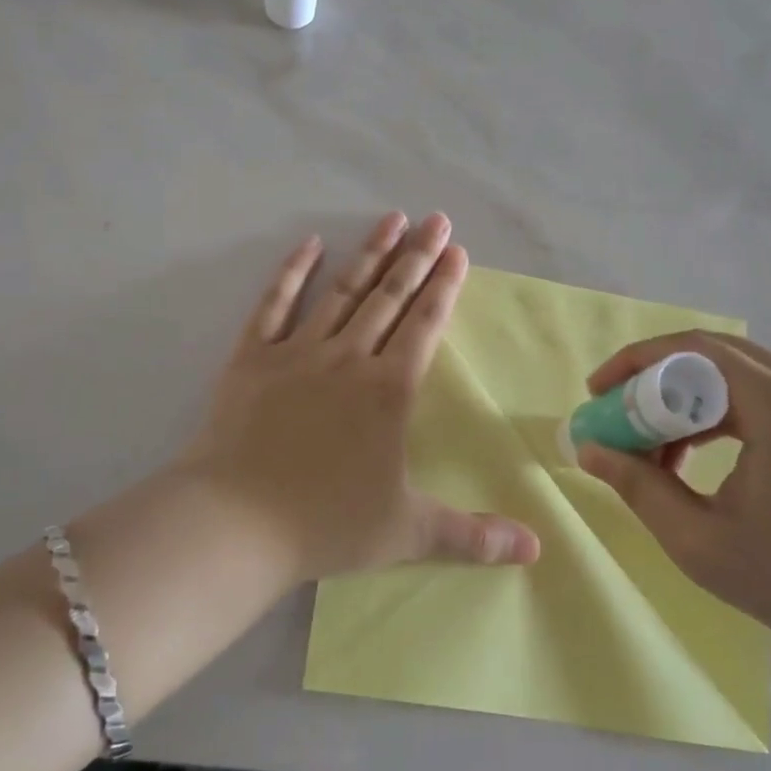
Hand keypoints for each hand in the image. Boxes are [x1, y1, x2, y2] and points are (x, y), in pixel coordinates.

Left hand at [182, 212, 540, 582]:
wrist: (234, 522)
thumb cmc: (324, 524)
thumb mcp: (407, 533)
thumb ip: (473, 536)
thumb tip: (536, 551)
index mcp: (389, 390)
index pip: (425, 324)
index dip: (445, 286)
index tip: (459, 252)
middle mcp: (348, 358)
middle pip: (390, 297)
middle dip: (417, 256)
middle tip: (437, 220)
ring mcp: (297, 352)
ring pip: (342, 291)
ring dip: (370, 254)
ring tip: (392, 218)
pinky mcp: (252, 357)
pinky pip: (275, 304)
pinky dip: (293, 272)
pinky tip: (310, 243)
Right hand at [574, 332, 770, 671]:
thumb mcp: (702, 542)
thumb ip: (639, 487)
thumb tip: (588, 450)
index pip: (692, 350)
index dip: (634, 364)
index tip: (595, 394)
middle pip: (710, 356)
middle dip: (652, 384)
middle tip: (614, 419)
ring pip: (733, 374)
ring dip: (683, 401)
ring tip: (649, 447)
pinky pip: (759, 394)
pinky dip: (716, 413)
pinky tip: (693, 454)